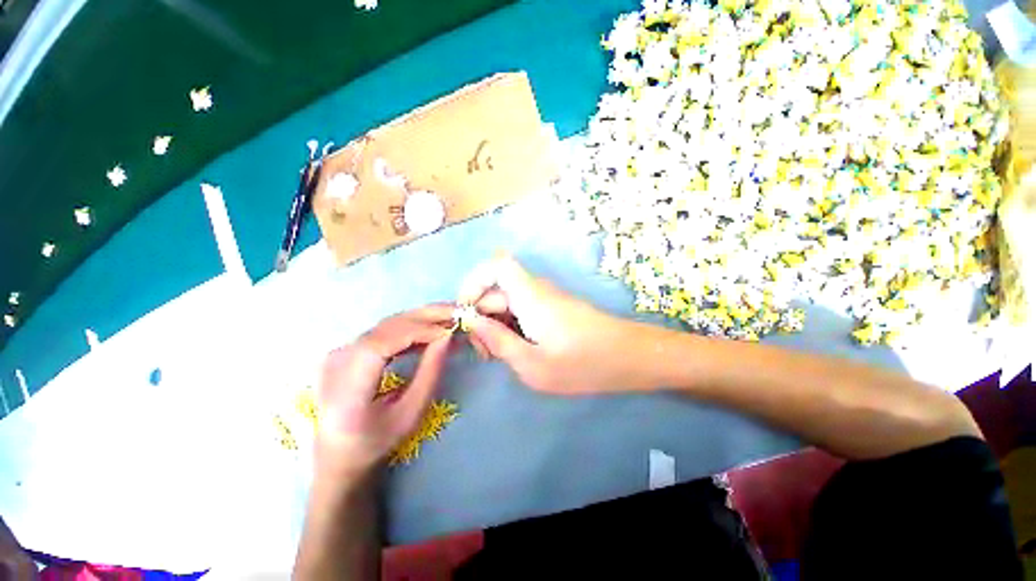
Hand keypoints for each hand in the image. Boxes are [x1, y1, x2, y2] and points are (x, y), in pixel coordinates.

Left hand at [314, 305, 453, 479]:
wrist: (338, 453)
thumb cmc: (376, 441)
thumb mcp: (410, 414)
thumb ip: (429, 373)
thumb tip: (447, 337)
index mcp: (347, 387)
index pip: (383, 344)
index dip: (418, 331)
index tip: (449, 331)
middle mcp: (338, 361)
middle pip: (386, 326)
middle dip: (426, 316)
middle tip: (457, 311)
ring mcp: (340, 352)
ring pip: (387, 324)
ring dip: (421, 318)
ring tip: (449, 317)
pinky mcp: (348, 349)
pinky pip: (384, 331)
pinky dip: (410, 327)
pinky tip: (429, 330)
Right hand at [457, 253, 643, 393]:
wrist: (631, 358)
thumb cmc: (584, 364)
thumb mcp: (533, 364)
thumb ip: (498, 341)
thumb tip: (470, 320)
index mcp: (530, 296)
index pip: (496, 265)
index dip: (474, 281)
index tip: (465, 313)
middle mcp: (537, 289)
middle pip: (497, 290)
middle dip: (482, 317)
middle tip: (485, 353)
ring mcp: (547, 298)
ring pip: (508, 302)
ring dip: (496, 324)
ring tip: (500, 356)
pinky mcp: (553, 308)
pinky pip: (522, 309)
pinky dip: (512, 327)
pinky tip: (519, 351)